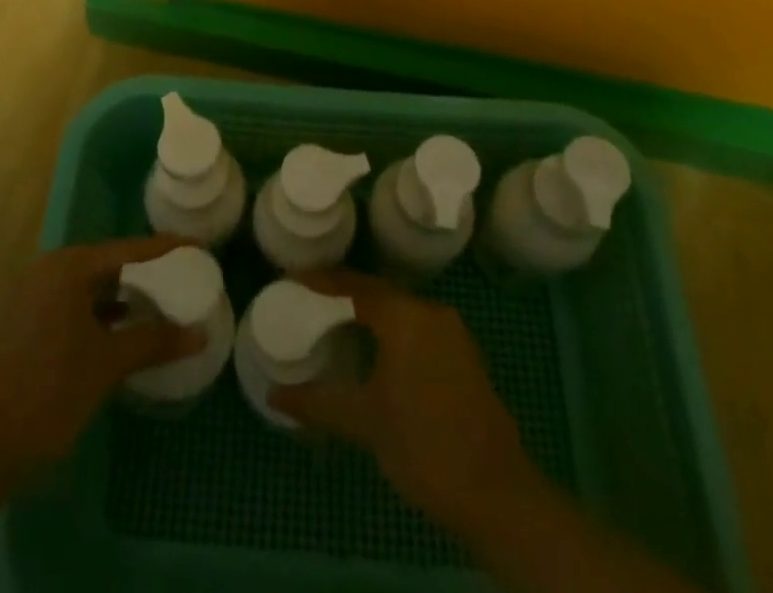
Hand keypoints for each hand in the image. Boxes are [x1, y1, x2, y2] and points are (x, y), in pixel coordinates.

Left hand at [0, 237, 204, 486]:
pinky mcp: (18, 325)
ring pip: (85, 288)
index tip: (196, 248)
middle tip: (178, 279)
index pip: (128, 249)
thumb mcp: (106, 365)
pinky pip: (68, 307)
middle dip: (142, 274)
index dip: (165, 249)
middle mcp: (46, 271)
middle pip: (105, 264)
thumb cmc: (46, 392)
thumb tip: (198, 334)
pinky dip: (95, 315)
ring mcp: (27, 297)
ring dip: (118, 298)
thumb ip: (153, 342)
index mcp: (68, 267)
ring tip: (154, 308)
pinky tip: (114, 335)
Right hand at [270, 271, 545, 538]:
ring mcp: (452, 332)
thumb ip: (318, 402)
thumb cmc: (423, 446)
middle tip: (309, 300)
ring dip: (369, 312)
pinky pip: (418, 327)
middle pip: (378, 292)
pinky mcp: (464, 354)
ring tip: (334, 322)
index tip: (291, 278)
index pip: (354, 284)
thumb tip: (274, 395)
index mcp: (404, 316)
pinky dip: (392, 330)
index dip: (321, 280)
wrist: (497, 494)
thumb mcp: (364, 422)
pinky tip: (374, 350)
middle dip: (343, 294)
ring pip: (400, 310)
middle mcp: (430, 311)